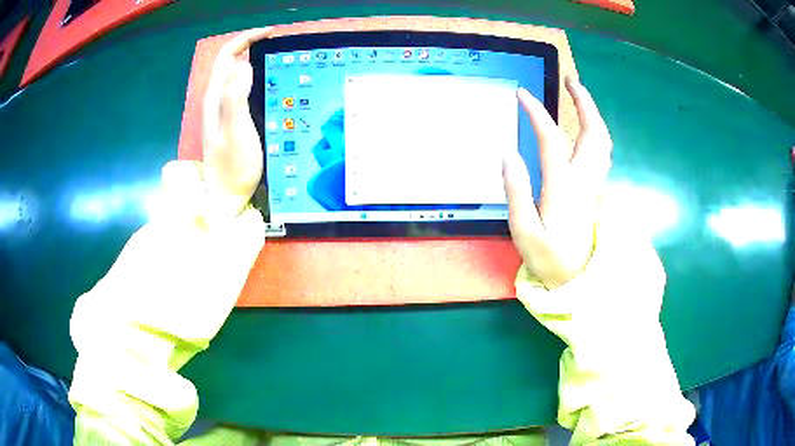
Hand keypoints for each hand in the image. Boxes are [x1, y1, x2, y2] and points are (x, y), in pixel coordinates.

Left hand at [202, 27, 272, 216]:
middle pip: (232, 62)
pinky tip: (273, 85)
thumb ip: (236, 98)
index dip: (247, 39)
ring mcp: (224, 111)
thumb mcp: (236, 132)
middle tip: (280, 46)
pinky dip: (258, 79)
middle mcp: (218, 100)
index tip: (271, 34)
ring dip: (257, 60)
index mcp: (216, 98)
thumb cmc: (233, 169)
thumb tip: (244, 65)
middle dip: (254, 46)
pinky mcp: (233, 121)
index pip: (227, 56)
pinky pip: (244, 90)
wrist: (227, 199)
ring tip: (281, 60)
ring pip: (238, 75)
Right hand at [503, 77, 612, 288]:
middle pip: (592, 132)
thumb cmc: (550, 259)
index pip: (551, 139)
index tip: (522, 94)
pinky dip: (598, 132)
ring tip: (581, 97)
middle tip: (571, 81)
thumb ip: (516, 192)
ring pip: (603, 142)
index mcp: (563, 187)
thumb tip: (508, 154)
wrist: (579, 280)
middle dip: (583, 102)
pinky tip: (588, 129)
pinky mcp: (597, 191)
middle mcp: (583, 180)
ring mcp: (594, 185)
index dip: (536, 113)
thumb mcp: (524, 232)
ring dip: (594, 114)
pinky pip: (604, 153)